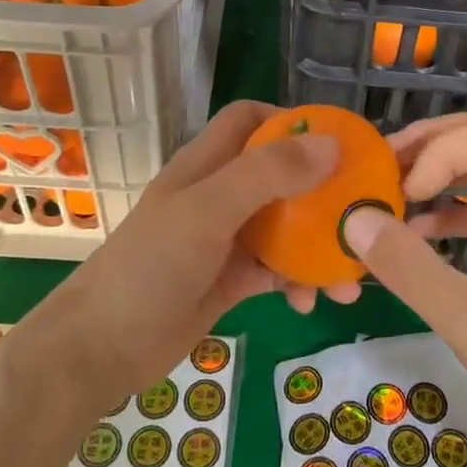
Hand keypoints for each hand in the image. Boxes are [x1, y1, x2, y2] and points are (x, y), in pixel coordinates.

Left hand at [23, 101, 357, 407]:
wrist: (102, 347)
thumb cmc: (151, 266)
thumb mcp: (209, 211)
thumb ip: (268, 174)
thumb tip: (332, 144)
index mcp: (208, 163)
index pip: (250, 119)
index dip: (291, 121)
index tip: (336, 142)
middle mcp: (221, 193)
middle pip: (281, 174)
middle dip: (323, 190)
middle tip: (363, 209)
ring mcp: (227, 237)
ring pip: (287, 226)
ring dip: (319, 245)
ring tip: (349, 276)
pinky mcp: (233, 278)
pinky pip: (278, 270)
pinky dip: (299, 281)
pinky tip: (311, 303)